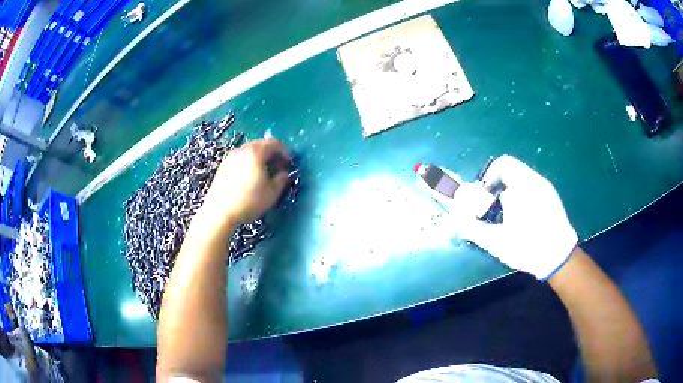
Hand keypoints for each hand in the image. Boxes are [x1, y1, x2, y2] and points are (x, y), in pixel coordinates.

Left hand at [198, 139, 289, 229]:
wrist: (219, 213)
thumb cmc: (248, 202)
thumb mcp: (271, 193)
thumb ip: (281, 180)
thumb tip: (283, 173)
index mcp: (255, 152)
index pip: (274, 143)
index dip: (284, 152)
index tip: (288, 164)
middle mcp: (241, 150)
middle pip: (260, 144)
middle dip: (271, 153)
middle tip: (278, 167)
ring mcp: (229, 157)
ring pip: (248, 151)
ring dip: (259, 158)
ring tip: (264, 172)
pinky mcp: (222, 167)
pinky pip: (239, 159)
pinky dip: (248, 163)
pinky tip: (249, 178)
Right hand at [455, 155, 577, 279]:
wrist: (558, 258)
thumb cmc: (527, 247)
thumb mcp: (496, 242)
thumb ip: (473, 228)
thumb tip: (455, 220)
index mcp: (523, 185)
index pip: (502, 164)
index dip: (489, 177)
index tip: (485, 197)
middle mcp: (536, 181)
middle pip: (511, 172)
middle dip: (498, 188)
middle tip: (493, 210)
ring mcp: (546, 188)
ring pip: (522, 181)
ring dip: (510, 193)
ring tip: (508, 217)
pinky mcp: (552, 197)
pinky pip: (532, 188)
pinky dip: (522, 197)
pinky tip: (523, 219)